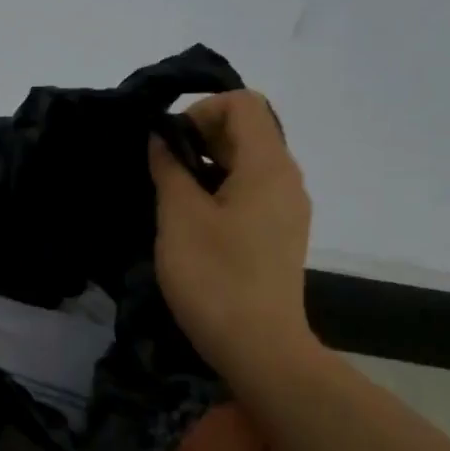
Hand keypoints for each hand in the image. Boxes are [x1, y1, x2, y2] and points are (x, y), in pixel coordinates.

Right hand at [148, 91, 315, 380]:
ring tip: (171, 196)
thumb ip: (170, 168)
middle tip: (162, 170)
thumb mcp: (179, 217)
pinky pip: (251, 192)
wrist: (259, 347)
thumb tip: (162, 138)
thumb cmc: (214, 275)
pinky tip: (193, 222)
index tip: (169, 144)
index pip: (242, 103)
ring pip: (247, 163)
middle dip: (200, 137)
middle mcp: (286, 179)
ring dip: (207, 165)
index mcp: (268, 166)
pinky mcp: (279, 234)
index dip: (200, 111)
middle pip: (247, 130)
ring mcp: (287, 209)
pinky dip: (220, 190)